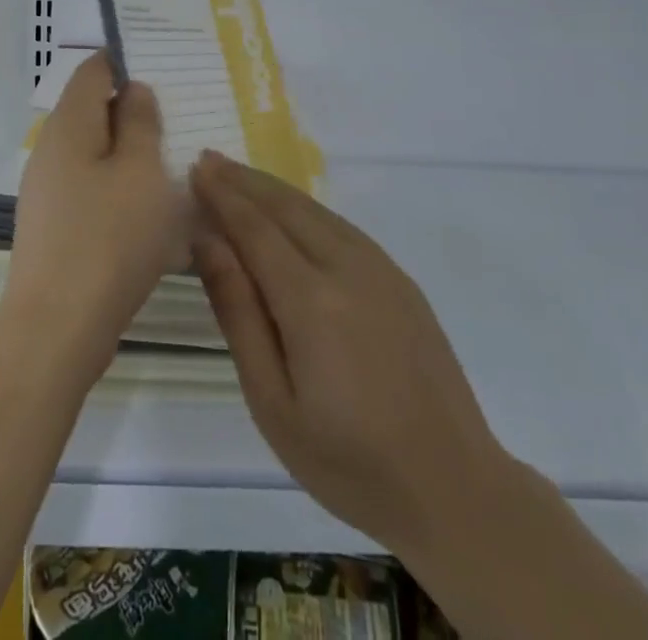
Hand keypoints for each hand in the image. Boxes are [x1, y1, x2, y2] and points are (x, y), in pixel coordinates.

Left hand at [0, 52, 186, 376]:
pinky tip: (152, 208)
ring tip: (177, 163)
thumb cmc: (109, 238)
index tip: (168, 70)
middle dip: (136, 110)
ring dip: (132, 153)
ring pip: (97, 152)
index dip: (127, 60)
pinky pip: (93, 187)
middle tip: (184, 119)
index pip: (94, 68)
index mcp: (70, 124)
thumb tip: (133, 90)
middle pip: (94, 109)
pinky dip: (121, 186)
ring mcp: (50, 189)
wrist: (57, 329)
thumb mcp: (141, 171)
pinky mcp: (57, 224)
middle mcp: (52, 148)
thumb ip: (141, 122)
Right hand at [191, 151, 510, 557]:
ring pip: (315, 210)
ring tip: (238, 176)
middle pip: (285, 207)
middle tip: (208, 160)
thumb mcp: (273, 402)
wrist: (453, 487)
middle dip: (243, 181)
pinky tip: (291, 211)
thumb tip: (208, 242)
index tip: (194, 169)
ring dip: (273, 189)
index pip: (255, 227)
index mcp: (310, 299)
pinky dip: (306, 208)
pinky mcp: (399, 279)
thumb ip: (238, 313)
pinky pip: (341, 226)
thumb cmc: (348, 460)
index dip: (222, 196)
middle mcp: (346, 267)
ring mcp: (380, 268)